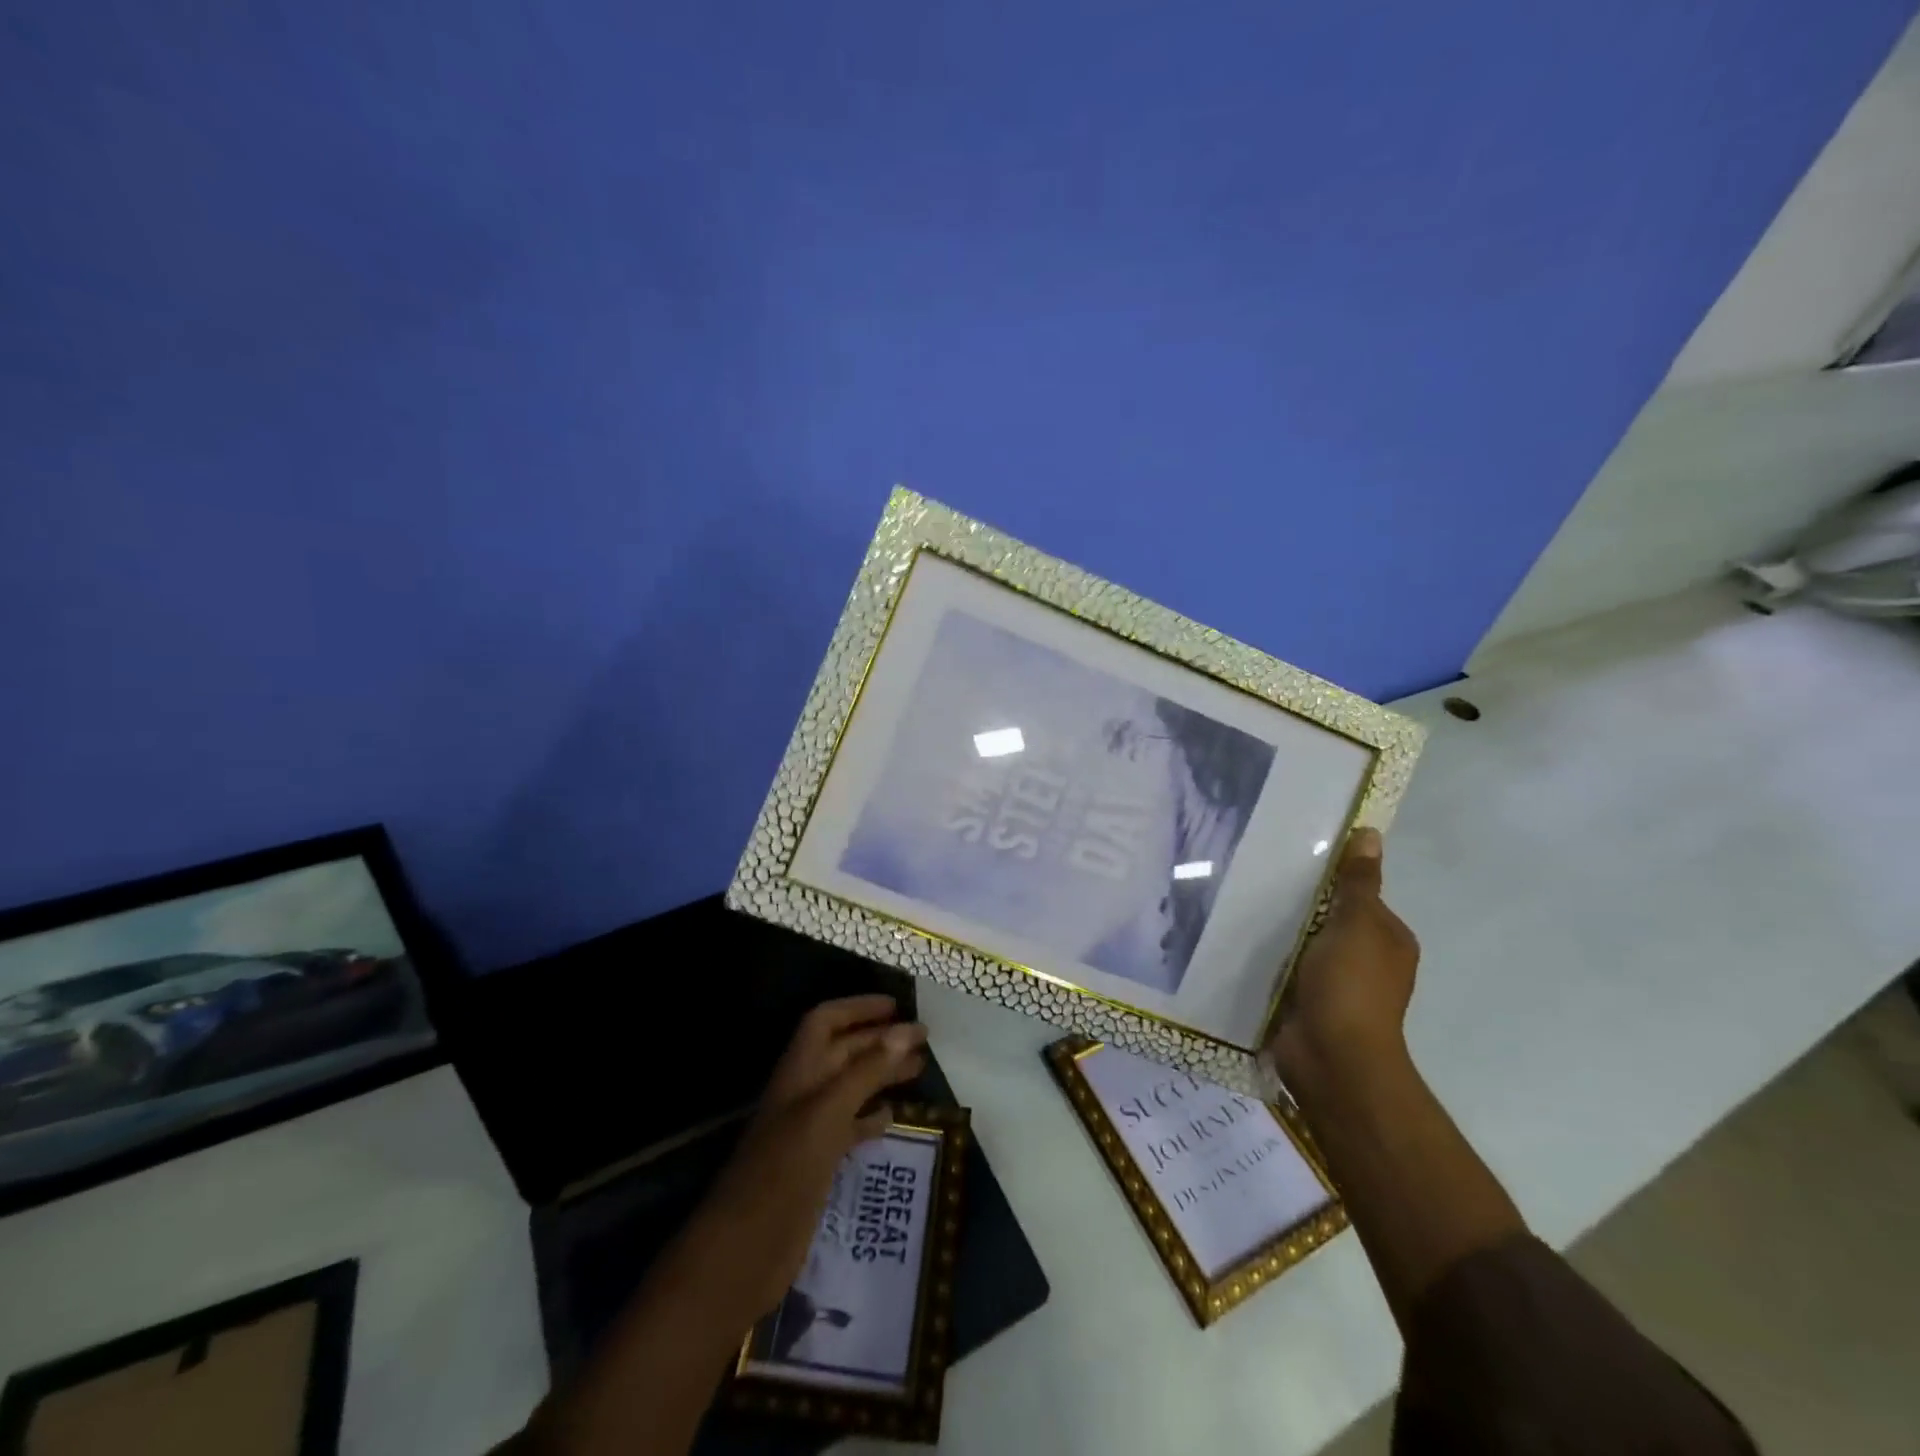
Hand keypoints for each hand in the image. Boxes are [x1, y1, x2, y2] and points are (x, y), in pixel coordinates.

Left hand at [699, 995, 927, 1316]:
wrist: (743, 1252)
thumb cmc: (784, 1171)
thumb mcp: (828, 1113)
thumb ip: (867, 1071)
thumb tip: (905, 1029)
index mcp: (799, 1071)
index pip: (826, 1021)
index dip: (858, 1008)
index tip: (898, 1007)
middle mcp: (804, 1093)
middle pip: (844, 1052)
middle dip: (880, 1040)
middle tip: (924, 1039)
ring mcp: (809, 1129)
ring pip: (850, 1088)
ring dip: (881, 1075)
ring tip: (918, 1070)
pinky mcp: (816, 1164)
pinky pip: (849, 1127)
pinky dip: (871, 1117)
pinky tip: (893, 1117)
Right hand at [1265, 827, 1418, 1101]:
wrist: (1330, 1056)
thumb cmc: (1350, 984)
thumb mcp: (1357, 923)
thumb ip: (1358, 882)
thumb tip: (1369, 833)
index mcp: (1389, 941)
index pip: (1360, 898)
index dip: (1332, 881)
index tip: (1295, 863)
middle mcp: (1368, 963)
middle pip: (1330, 921)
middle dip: (1301, 906)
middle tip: (1260, 880)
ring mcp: (1336, 987)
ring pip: (1305, 946)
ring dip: (1282, 934)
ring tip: (1243, 907)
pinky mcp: (1306, 1004)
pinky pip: (1286, 970)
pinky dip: (1270, 959)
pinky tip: (1243, 944)